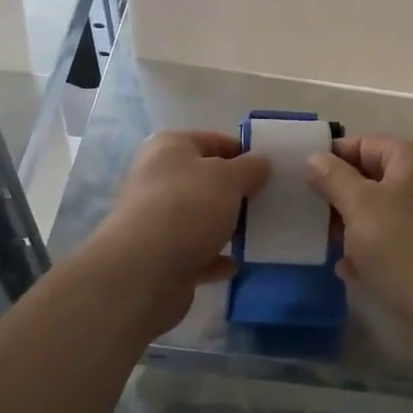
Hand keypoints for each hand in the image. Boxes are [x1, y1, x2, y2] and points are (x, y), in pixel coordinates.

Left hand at [87, 130, 268, 336]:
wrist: (143, 272)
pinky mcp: (160, 257)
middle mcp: (158, 178)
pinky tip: (236, 264)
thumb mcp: (229, 178)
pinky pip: (196, 252)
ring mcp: (156, 220)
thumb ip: (250, 168)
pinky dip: (215, 257)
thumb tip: (261, 162)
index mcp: (169, 148)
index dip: (242, 152)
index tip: (269, 170)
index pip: (212, 140)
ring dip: (226, 225)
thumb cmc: (188, 207)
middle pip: (205, 180)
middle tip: (267, 201)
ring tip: (257, 232)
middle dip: (235, 191)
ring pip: (200, 217)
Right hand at [305, 135, 412, 334]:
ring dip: (352, 224)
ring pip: (379, 206)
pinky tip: (350, 268)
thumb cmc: (401, 246)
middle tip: (312, 217)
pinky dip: (370, 244)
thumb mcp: (359, 206)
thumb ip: (333, 177)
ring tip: (328, 245)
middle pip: (370, 175)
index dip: (331, 160)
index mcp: (412, 156)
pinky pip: (392, 232)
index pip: (362, 143)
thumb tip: (315, 158)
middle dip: (340, 196)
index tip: (304, 182)